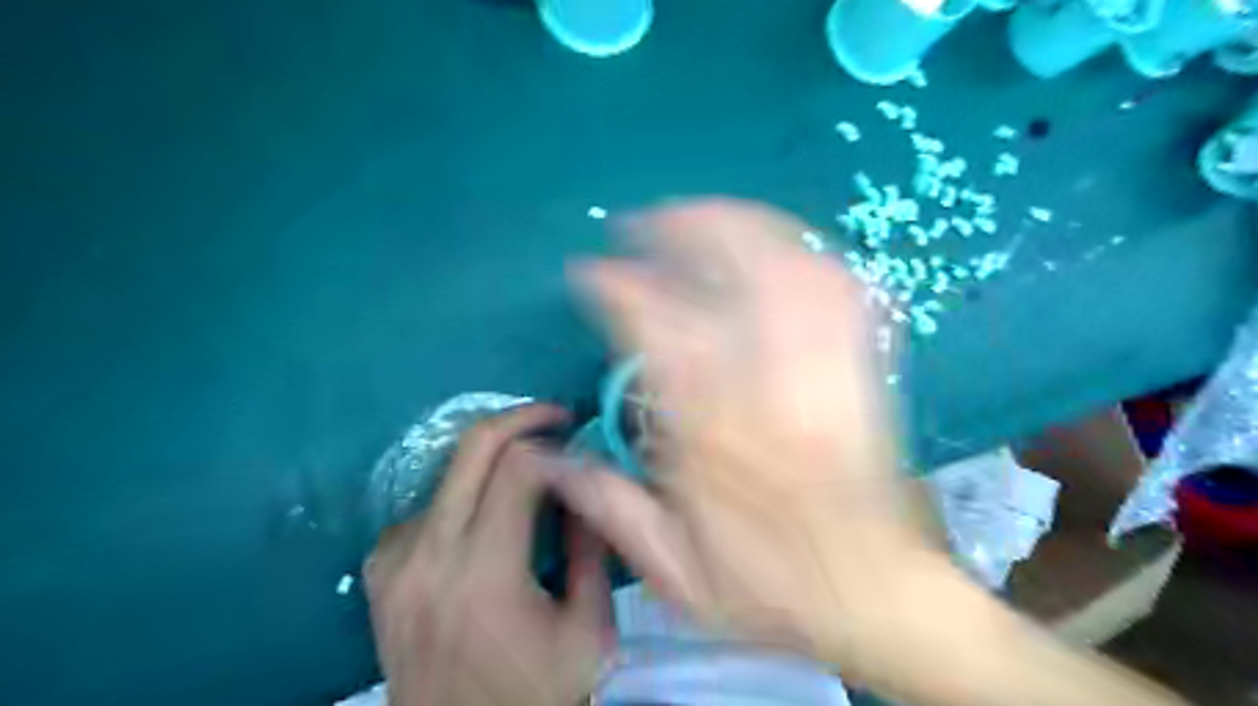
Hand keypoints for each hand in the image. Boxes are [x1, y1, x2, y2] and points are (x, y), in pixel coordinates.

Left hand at [365, 404, 615, 705]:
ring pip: (448, 472)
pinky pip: (425, 506)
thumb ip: (590, 549)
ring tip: (527, 481)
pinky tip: (482, 523)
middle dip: (521, 419)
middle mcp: (429, 555)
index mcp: (486, 573)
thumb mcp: (588, 629)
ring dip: (492, 464)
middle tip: (556, 418)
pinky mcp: (378, 570)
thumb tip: (588, 482)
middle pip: (471, 447)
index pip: (519, 468)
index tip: (580, 439)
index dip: (555, 443)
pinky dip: (461, 498)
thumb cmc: (534, 694)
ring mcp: (394, 560)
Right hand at [555, 199, 958, 676]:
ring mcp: (826, 370)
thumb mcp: (679, 571)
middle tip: (647, 222)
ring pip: (789, 265)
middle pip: (733, 272)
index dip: (618, 287)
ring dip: (741, 227)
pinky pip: (839, 289)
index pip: (656, 329)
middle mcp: (771, 387)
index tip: (591, 271)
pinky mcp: (862, 368)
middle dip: (684, 230)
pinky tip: (777, 245)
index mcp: (715, 434)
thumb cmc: (772, 586)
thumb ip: (612, 508)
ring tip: (702, 217)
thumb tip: (552, 460)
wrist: (877, 593)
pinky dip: (803, 253)